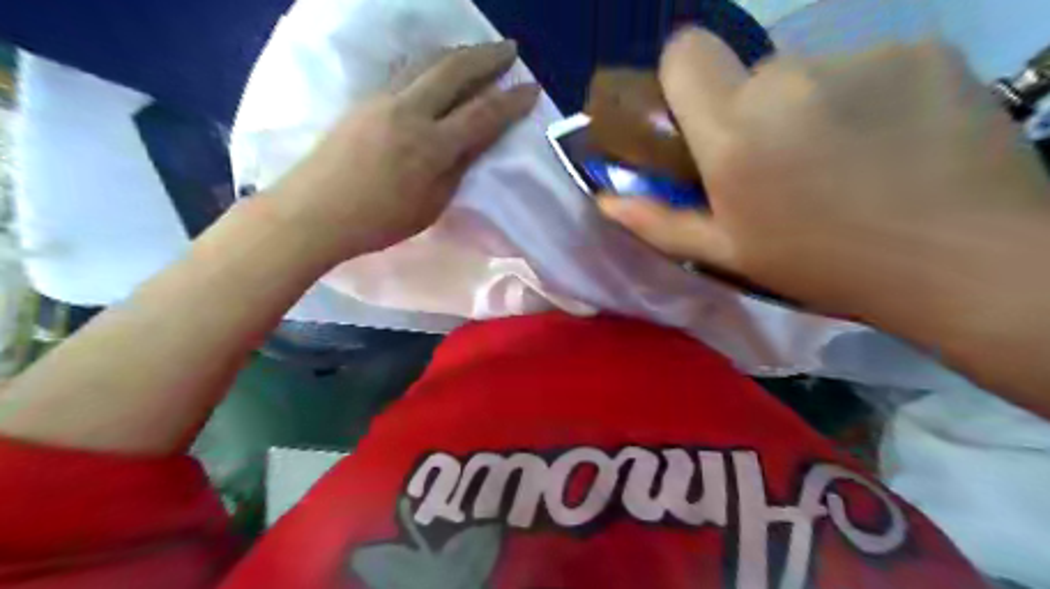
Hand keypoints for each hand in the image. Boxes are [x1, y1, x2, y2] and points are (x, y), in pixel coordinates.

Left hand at [261, 42, 541, 261]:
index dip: (511, 101)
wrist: (313, 212)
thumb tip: (473, 143)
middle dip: (487, 56)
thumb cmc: (378, 222)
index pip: (482, 114)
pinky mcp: (364, 100)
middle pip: (454, 70)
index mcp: (431, 146)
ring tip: (477, 54)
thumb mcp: (430, 207)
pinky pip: (405, 72)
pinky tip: (437, 69)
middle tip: (510, 49)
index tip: (532, 88)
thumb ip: (456, 170)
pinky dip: (430, 64)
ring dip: (458, 54)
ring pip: (427, 63)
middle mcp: (409, 111)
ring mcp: (382, 100)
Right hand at [598, 28, 1049, 315]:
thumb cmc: (825, 265)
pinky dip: (867, 98)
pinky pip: (868, 67)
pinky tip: (891, 143)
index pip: (684, 51)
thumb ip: (659, 221)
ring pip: (809, 73)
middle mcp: (789, 80)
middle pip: (749, 73)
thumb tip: (605, 201)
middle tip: (784, 165)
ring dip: (810, 108)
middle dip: (753, 112)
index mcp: (735, 133)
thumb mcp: (729, 253)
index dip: (684, 78)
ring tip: (843, 161)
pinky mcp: (922, 51)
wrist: (963, 262)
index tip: (702, 119)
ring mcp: (861, 59)